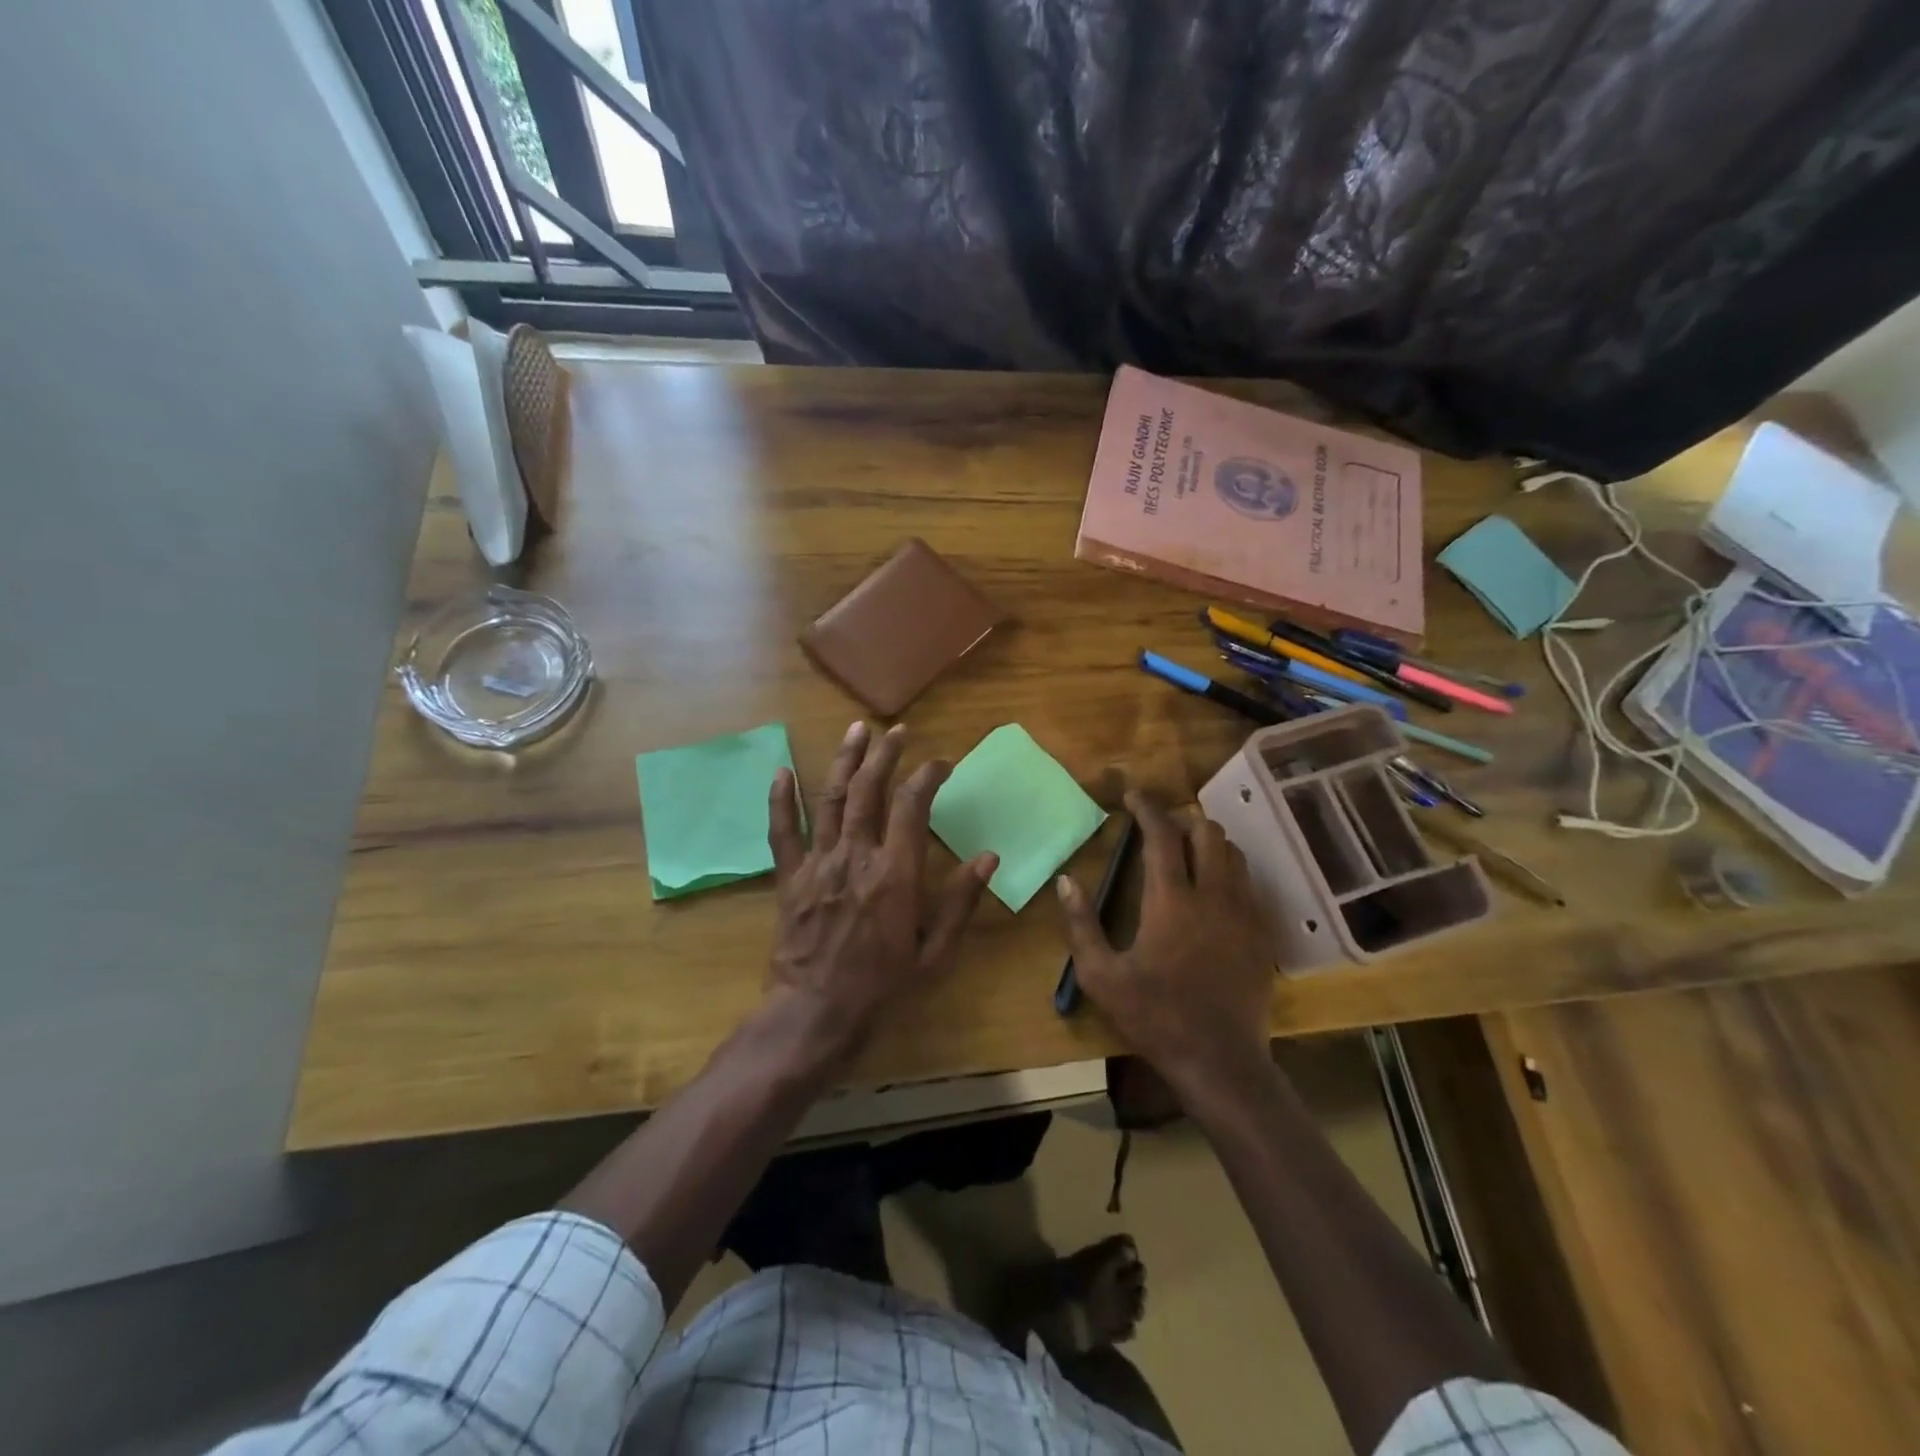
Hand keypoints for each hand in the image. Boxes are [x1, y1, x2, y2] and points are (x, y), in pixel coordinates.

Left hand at [764, 721, 996, 1061]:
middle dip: (885, 754)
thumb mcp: (935, 953)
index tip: (941, 763)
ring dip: (845, 760)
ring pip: (831, 799)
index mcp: (896, 873)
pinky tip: (782, 770)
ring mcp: (819, 863)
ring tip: (856, 730)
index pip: (912, 805)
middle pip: (870, 790)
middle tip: (897, 731)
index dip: (928, 776)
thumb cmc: (883, 987)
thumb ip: (960, 901)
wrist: (816, 1015)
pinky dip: (781, 800)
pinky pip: (782, 832)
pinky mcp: (791, 878)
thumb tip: (988, 857)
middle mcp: (856, 855)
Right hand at [1056, 790, 1275, 1093]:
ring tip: (1186, 854)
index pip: (1161, 835)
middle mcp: (1213, 895)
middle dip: (1181, 820)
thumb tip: (1066, 881)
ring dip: (1208, 843)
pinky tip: (1212, 891)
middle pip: (1206, 832)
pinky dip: (1228, 871)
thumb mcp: (1101, 977)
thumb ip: (1081, 925)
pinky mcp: (1260, 933)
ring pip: (1233, 853)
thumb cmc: (1154, 1017)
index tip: (1132, 794)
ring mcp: (1243, 913)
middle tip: (1158, 830)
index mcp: (1171, 901)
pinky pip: (1248, 883)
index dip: (1146, 807)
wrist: (1219, 1061)